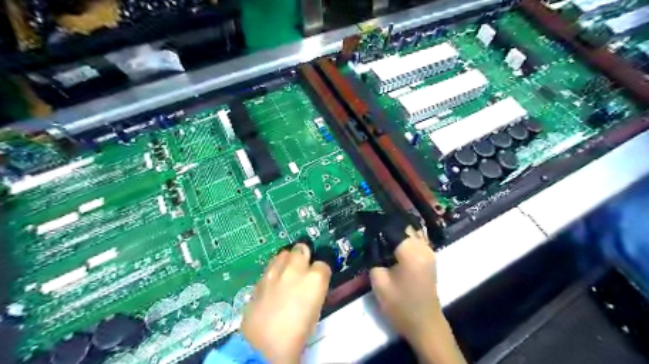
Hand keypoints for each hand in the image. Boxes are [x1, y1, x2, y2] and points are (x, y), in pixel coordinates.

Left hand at [240, 243, 330, 361]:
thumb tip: (312, 283)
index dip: (321, 270)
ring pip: (283, 253)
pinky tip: (274, 283)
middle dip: (303, 256)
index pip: (323, 262)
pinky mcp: (260, 278)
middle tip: (302, 269)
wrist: (264, 346)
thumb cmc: (297, 334)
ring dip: (287, 260)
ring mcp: (275, 271)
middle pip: (301, 248)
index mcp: (315, 278)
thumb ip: (314, 289)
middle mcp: (295, 269)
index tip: (318, 277)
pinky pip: (270, 266)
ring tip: (287, 273)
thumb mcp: (316, 310)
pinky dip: (274, 270)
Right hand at [370, 227, 465, 363]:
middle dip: (387, 224)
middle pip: (404, 226)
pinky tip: (392, 241)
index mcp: (411, 252)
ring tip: (379, 231)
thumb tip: (372, 241)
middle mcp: (423, 247)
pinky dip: (404, 237)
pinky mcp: (430, 258)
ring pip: (411, 231)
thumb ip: (374, 257)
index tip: (364, 218)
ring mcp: (429, 252)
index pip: (393, 227)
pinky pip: (416, 239)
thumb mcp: (379, 282)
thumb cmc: (401, 306)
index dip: (377, 222)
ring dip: (396, 229)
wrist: (425, 325)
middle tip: (370, 226)